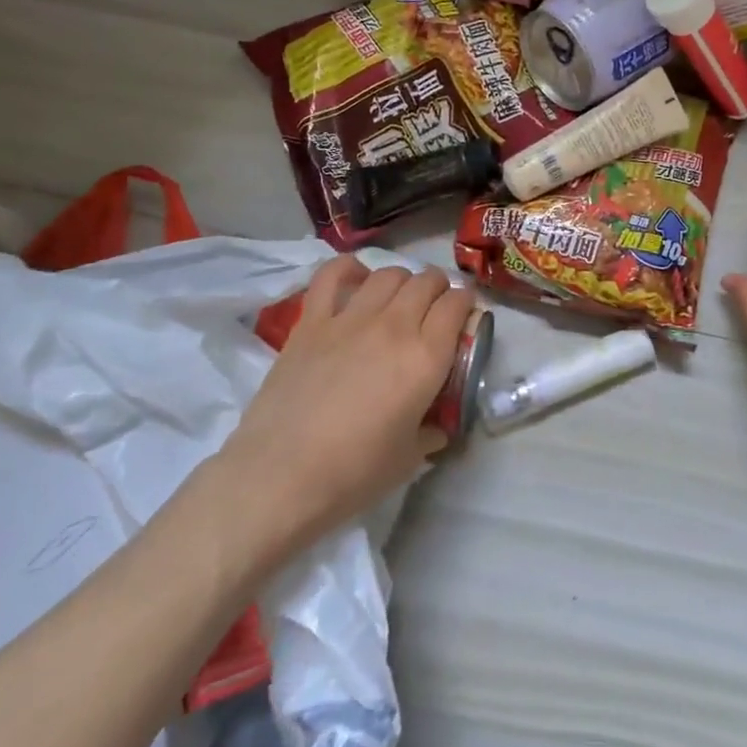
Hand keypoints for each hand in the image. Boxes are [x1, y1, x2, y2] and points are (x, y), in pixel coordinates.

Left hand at [212, 256, 474, 575]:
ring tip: (400, 297)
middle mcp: (394, 327)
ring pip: (387, 274)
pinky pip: (331, 277)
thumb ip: (431, 431)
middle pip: (426, 282)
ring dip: (402, 280)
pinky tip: (356, 276)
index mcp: (427, 357)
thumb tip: (436, 425)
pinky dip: (347, 269)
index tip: (464, 316)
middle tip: (435, 306)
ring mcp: (349, 320)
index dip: (466, 304)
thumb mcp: (410, 457)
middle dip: (439, 288)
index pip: (457, 305)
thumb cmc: (354, 473)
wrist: (280, 477)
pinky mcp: (310, 323)